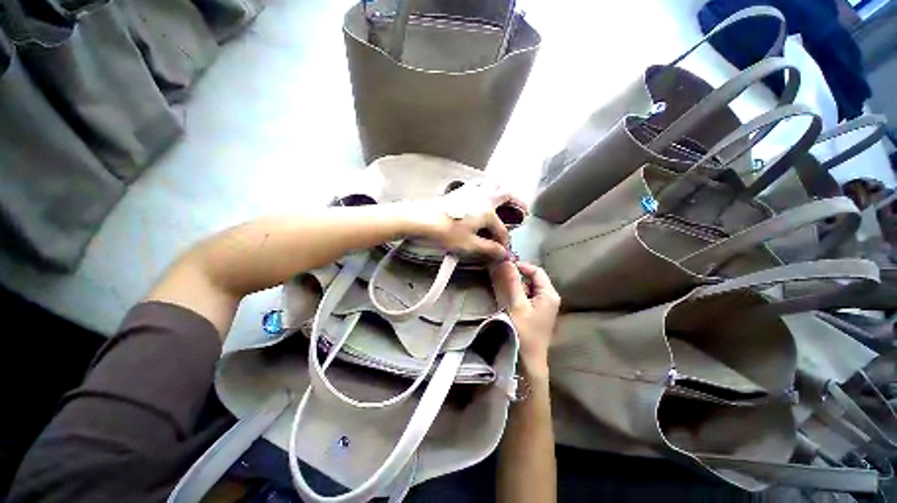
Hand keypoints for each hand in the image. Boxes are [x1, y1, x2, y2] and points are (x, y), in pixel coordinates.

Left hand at [413, 182, 526, 259]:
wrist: (421, 219)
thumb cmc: (446, 232)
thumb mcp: (468, 244)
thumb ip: (488, 248)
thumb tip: (502, 253)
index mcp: (487, 212)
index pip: (501, 229)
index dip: (504, 242)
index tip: (503, 251)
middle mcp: (483, 197)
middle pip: (505, 194)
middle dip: (517, 202)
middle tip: (523, 209)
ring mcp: (471, 191)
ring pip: (492, 185)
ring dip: (502, 191)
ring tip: (505, 200)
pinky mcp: (460, 191)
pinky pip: (480, 186)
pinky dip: (487, 189)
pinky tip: (482, 198)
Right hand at [490, 261, 559, 378]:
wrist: (529, 360)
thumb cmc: (525, 331)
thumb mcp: (517, 304)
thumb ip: (512, 282)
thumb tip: (506, 261)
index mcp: (549, 294)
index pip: (537, 271)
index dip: (521, 266)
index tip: (505, 266)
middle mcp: (550, 298)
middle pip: (534, 279)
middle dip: (518, 276)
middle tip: (501, 276)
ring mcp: (545, 307)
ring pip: (530, 288)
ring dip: (517, 285)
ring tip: (503, 286)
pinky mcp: (539, 314)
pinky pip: (529, 297)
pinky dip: (519, 294)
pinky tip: (509, 298)